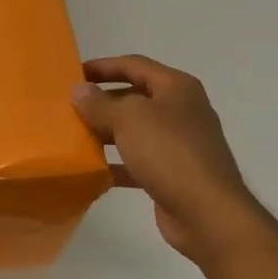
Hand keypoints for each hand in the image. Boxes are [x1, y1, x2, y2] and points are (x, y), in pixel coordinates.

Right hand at [72, 55, 272, 263]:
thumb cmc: (169, 153)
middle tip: (69, 107)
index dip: (103, 66)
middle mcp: (181, 110)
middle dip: (102, 100)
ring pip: (135, 130)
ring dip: (107, 132)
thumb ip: (100, 103)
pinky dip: (117, 163)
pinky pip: (138, 161)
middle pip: (135, 97)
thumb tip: (79, 90)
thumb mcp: (128, 119)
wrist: (207, 213)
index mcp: (176, 88)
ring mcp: (179, 144)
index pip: (134, 65)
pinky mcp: (173, 174)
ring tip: (75, 136)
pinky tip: (93, 170)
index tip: (73, 74)